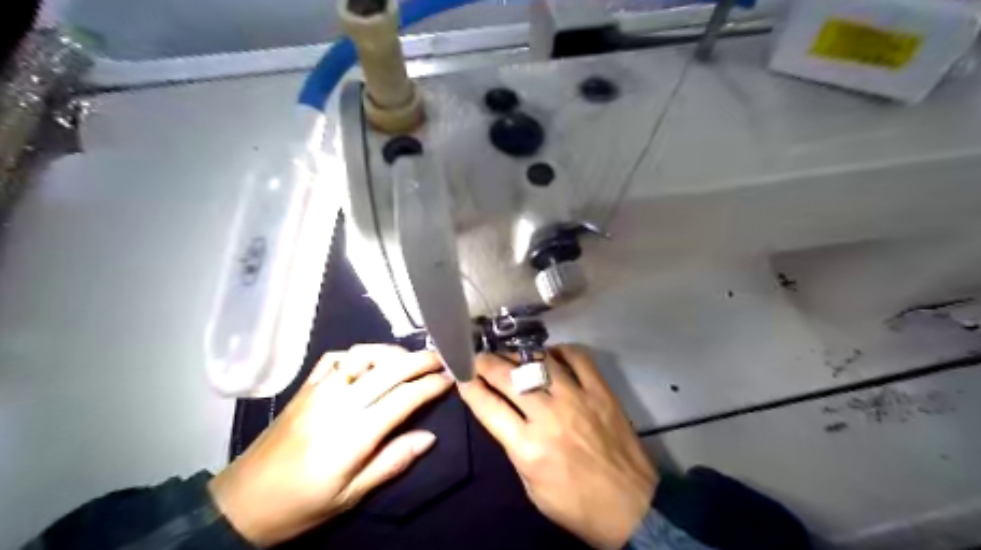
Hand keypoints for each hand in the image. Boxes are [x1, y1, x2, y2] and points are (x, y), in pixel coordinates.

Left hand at [209, 344, 450, 545]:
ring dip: (392, 351)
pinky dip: (359, 353)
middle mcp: (338, 403)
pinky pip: (335, 357)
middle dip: (420, 360)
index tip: (451, 379)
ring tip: (409, 359)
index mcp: (353, 434)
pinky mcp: (304, 387)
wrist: (241, 502)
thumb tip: (429, 437)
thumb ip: (392, 462)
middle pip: (388, 369)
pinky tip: (369, 361)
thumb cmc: (301, 504)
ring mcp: (318, 390)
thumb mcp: (350, 496)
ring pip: (363, 355)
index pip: (403, 398)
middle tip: (441, 359)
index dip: (430, 385)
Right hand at [461, 347, 658, 548]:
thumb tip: (502, 414)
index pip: (488, 406)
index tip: (462, 375)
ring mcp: (577, 399)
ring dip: (517, 354)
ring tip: (508, 354)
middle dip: (486, 363)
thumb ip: (514, 447)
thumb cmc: (576, 505)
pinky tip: (550, 353)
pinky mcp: (601, 392)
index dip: (469, 387)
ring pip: (539, 361)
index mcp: (527, 447)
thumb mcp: (531, 488)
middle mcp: (549, 416)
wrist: (631, 508)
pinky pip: (578, 358)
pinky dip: (561, 350)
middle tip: (479, 358)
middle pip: (508, 377)